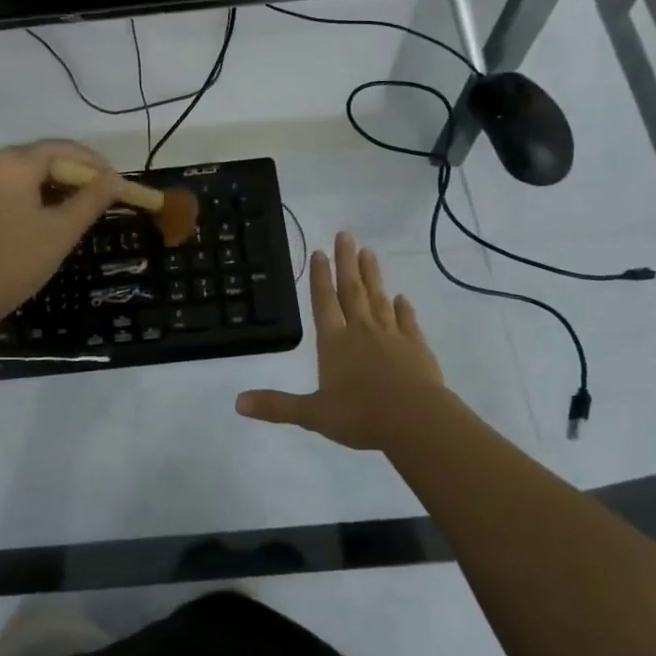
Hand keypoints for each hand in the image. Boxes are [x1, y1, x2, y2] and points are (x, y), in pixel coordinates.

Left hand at [0, 140, 126, 328]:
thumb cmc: (15, 263)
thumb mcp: (62, 231)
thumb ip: (92, 199)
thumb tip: (114, 178)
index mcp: (13, 162)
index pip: (61, 149)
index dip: (91, 163)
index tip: (112, 180)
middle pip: (37, 159)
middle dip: (67, 175)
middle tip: (94, 198)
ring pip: (15, 174)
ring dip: (43, 186)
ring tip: (65, 210)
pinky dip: (18, 196)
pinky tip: (30, 218)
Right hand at [236, 232, 444, 450]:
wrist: (417, 421)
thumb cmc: (361, 416)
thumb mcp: (313, 415)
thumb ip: (277, 406)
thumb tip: (237, 402)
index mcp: (334, 342)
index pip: (324, 302)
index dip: (320, 277)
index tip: (320, 252)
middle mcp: (361, 331)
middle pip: (352, 290)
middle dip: (347, 262)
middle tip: (346, 234)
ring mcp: (391, 335)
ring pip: (379, 298)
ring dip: (373, 275)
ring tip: (369, 252)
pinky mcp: (416, 346)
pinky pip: (407, 321)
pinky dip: (403, 308)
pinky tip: (401, 298)